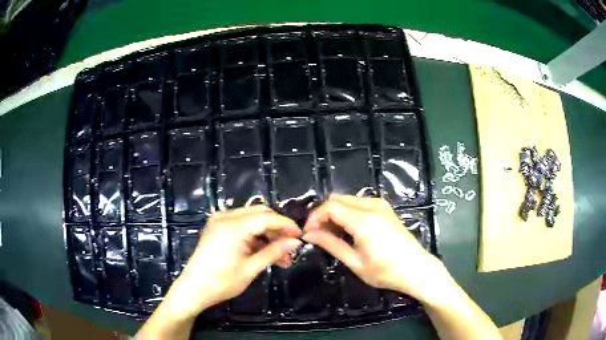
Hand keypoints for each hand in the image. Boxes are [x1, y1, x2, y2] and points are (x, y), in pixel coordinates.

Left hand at [163, 205, 301, 319]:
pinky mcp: (217, 227)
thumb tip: (296, 242)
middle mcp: (226, 217)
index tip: (301, 237)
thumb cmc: (222, 282)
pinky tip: (264, 251)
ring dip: (267, 233)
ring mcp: (220, 221)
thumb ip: (274, 252)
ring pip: (252, 218)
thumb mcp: (251, 268)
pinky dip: (255, 234)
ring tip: (280, 255)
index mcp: (233, 226)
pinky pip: (242, 224)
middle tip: (290, 247)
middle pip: (260, 213)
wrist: (193, 288)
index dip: (286, 226)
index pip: (267, 217)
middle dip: (278, 228)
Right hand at [303, 194, 447, 301]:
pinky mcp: (385, 208)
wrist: (416, 269)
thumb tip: (309, 235)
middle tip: (318, 234)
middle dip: (323, 214)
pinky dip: (348, 212)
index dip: (314, 218)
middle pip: (337, 199)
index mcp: (363, 220)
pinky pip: (359, 203)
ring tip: (331, 234)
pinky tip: (347, 230)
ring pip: (348, 199)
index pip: (330, 207)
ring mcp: (381, 205)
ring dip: (335, 213)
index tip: (308, 234)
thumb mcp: (354, 262)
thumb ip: (330, 244)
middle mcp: (372, 205)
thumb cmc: (385, 271)